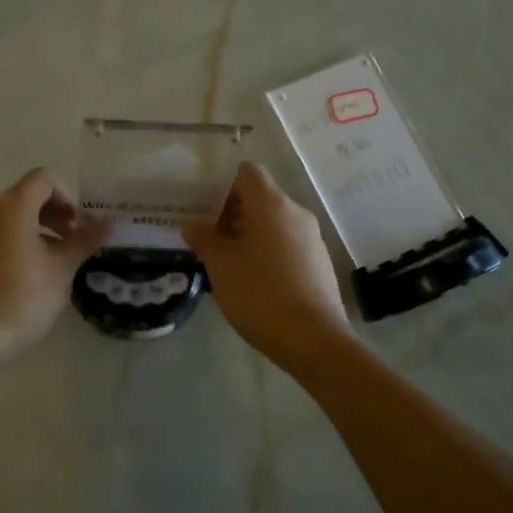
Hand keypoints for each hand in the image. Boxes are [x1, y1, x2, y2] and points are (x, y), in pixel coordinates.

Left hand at [0, 169, 110, 356]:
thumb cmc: (25, 296)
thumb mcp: (63, 267)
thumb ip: (85, 239)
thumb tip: (107, 221)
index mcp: (13, 206)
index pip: (43, 179)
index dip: (66, 197)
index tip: (77, 226)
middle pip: (24, 197)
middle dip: (52, 214)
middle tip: (71, 243)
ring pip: (7, 220)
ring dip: (33, 231)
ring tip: (50, 262)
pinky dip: (12, 245)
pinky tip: (23, 277)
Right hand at [183, 162, 351, 365]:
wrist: (314, 340)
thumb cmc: (260, 294)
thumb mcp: (221, 266)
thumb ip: (204, 239)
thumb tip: (192, 224)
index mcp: (271, 205)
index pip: (249, 172)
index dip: (226, 186)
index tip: (209, 213)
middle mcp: (296, 213)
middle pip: (262, 198)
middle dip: (234, 215)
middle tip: (212, 243)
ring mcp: (312, 238)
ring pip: (275, 223)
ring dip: (251, 236)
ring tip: (231, 266)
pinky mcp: (320, 262)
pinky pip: (289, 244)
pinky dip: (270, 253)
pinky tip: (257, 284)